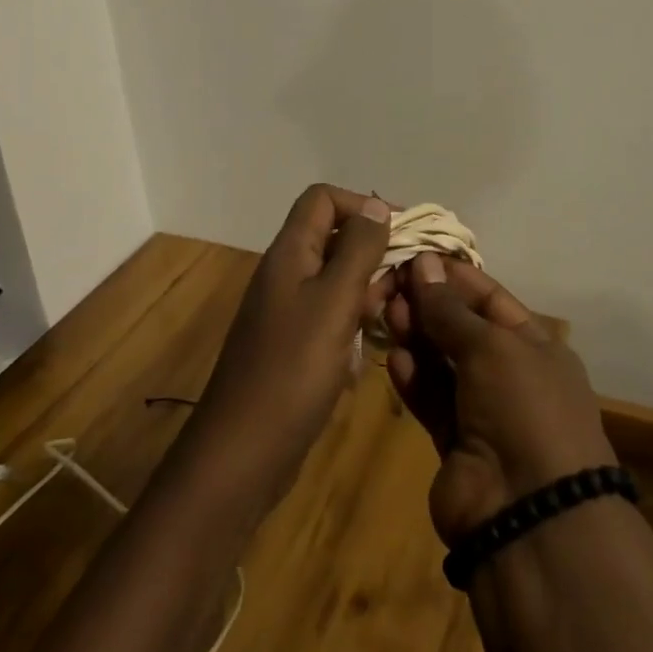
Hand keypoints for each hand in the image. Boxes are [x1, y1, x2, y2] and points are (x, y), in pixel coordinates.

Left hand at [191, 185, 392, 507]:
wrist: (243, 452)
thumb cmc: (292, 369)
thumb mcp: (333, 302)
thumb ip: (357, 250)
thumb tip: (374, 205)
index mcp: (290, 252)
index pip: (323, 199)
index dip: (362, 205)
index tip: (403, 231)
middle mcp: (287, 273)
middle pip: (334, 238)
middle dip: (374, 251)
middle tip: (409, 280)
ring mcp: (288, 311)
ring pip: (336, 280)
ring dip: (368, 290)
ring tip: (394, 315)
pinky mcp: (294, 345)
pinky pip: (331, 317)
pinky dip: (354, 324)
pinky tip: (370, 350)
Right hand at [386, 254, 617, 545]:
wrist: (531, 516)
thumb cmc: (524, 408)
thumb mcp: (491, 347)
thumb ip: (450, 309)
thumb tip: (423, 262)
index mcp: (535, 344)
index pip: (488, 297)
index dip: (452, 276)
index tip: (413, 256)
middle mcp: (510, 374)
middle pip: (461, 328)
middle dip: (428, 305)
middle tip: (388, 284)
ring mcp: (482, 410)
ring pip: (442, 362)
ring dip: (416, 336)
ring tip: (386, 313)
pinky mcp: (455, 442)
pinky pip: (431, 398)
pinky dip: (413, 377)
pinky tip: (394, 358)